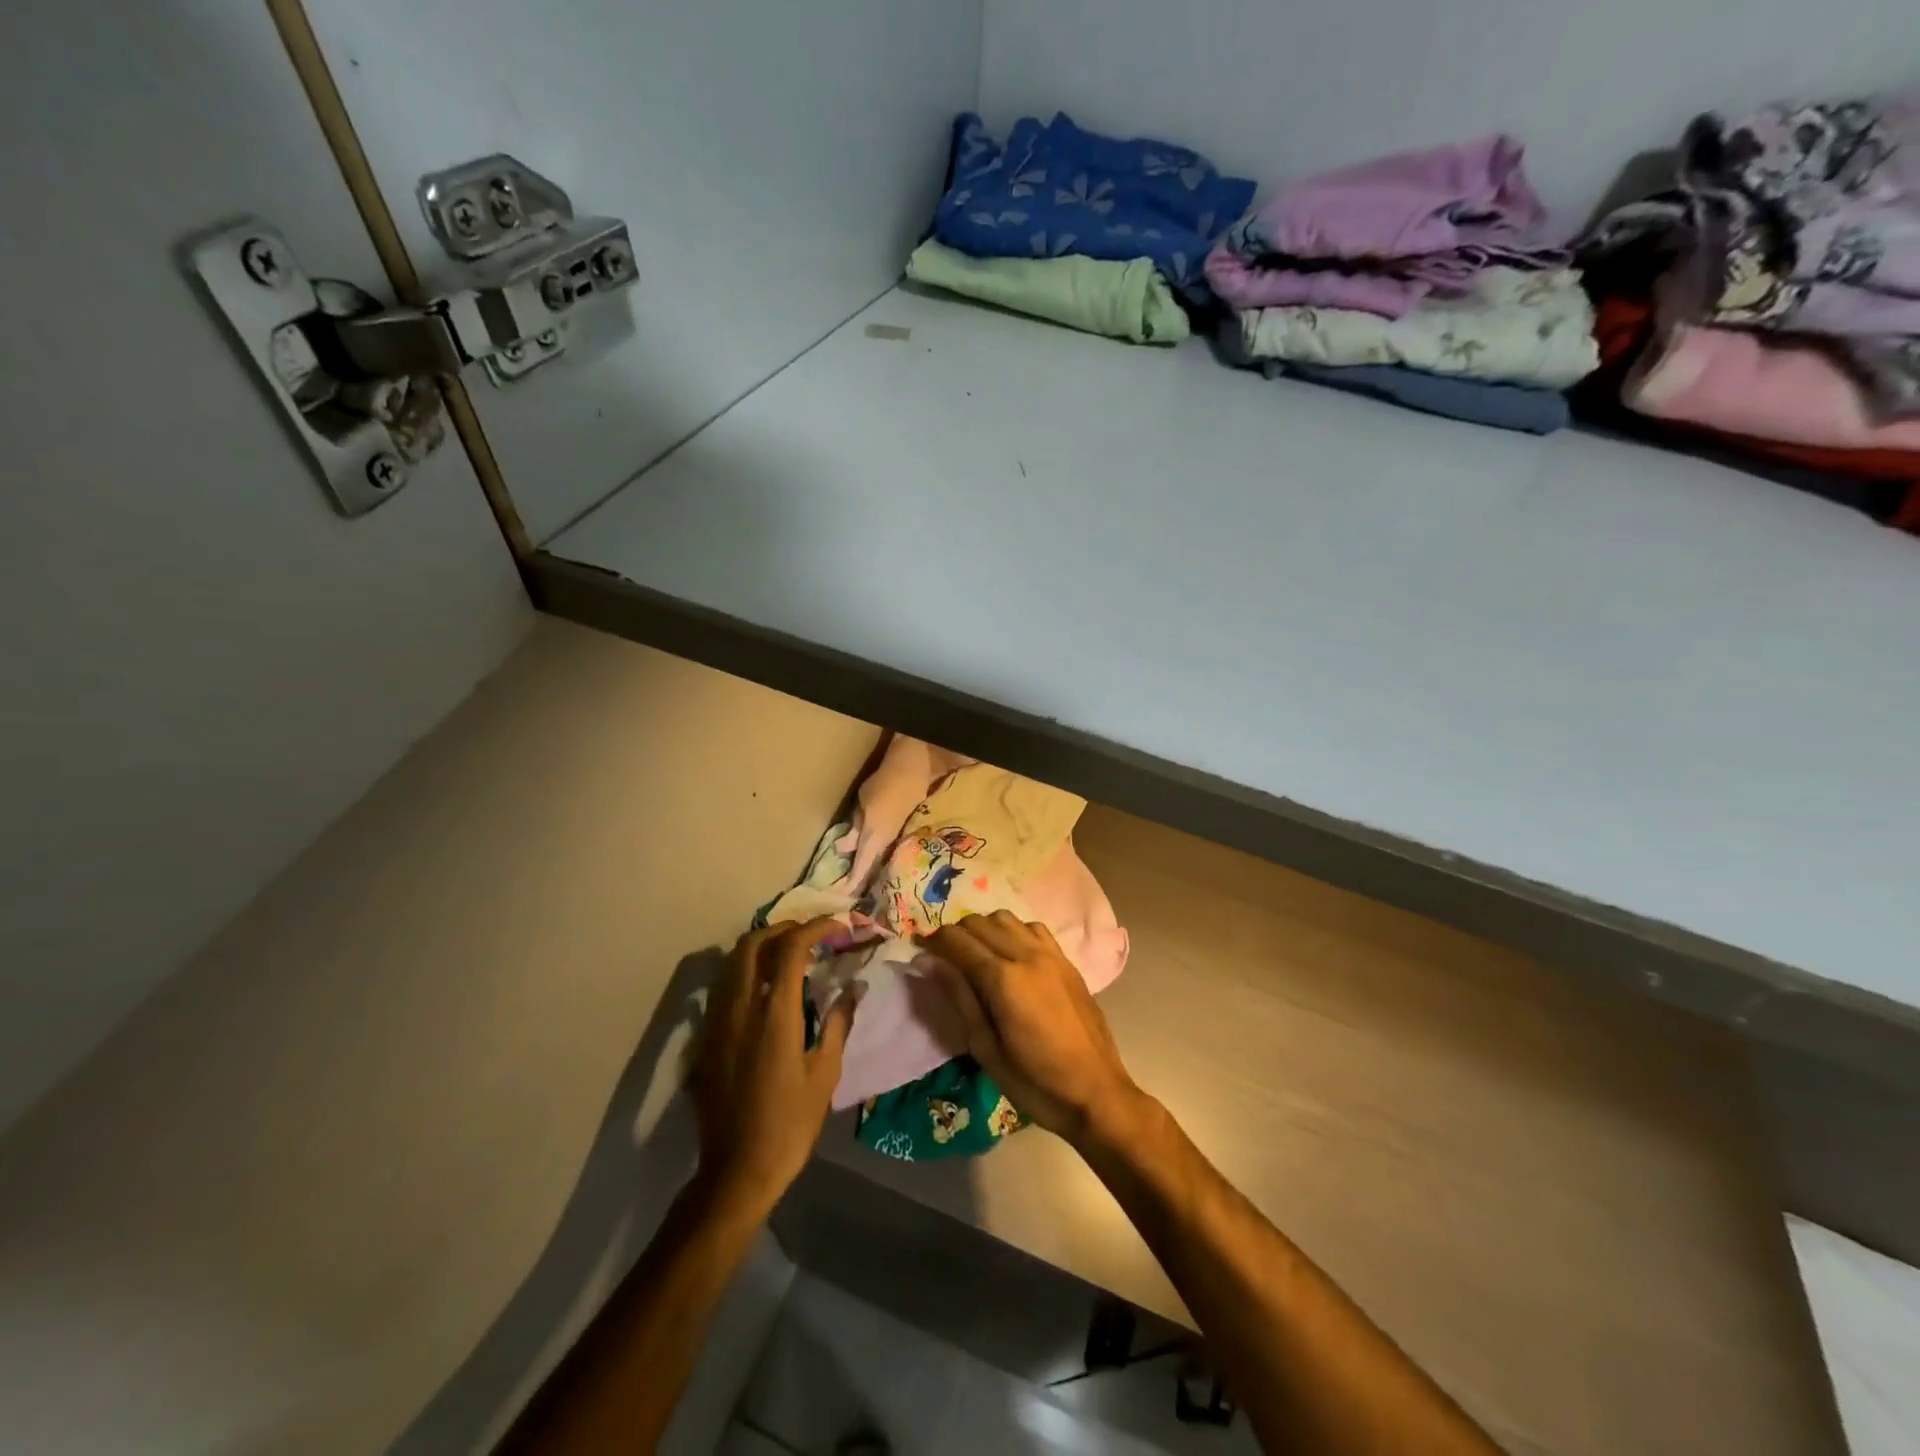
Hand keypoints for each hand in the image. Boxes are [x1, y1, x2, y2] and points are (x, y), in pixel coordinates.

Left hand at [687, 918, 856, 1219]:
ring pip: (732, 962)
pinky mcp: (706, 1039)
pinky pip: (723, 987)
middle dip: (783, 928)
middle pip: (752, 943)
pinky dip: (745, 972)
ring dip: (761, 947)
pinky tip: (765, 990)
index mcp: (774, 1014)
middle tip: (810, 936)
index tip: (838, 926)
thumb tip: (853, 988)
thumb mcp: (825, 1074)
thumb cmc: (790, 1124)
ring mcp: (717, 1022)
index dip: (815, 927)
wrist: (736, 1171)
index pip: (791, 948)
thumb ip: (838, 1023)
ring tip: (789, 955)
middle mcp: (740, 1008)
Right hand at [920, 911, 1146, 1149]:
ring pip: (1006, 918)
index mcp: (1004, 980)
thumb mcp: (986, 1049)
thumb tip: (928, 962)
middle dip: (955, 934)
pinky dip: (1013, 931)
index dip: (933, 942)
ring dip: (984, 928)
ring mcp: (1051, 954)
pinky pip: (1033, 928)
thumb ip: (959, 998)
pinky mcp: (1067, 961)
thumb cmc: (1035, 1082)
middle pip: (979, 923)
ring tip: (975, 954)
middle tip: (943, 958)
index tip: (919, 952)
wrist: (1096, 1093)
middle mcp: (1027, 955)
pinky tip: (1010, 954)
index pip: (958, 941)